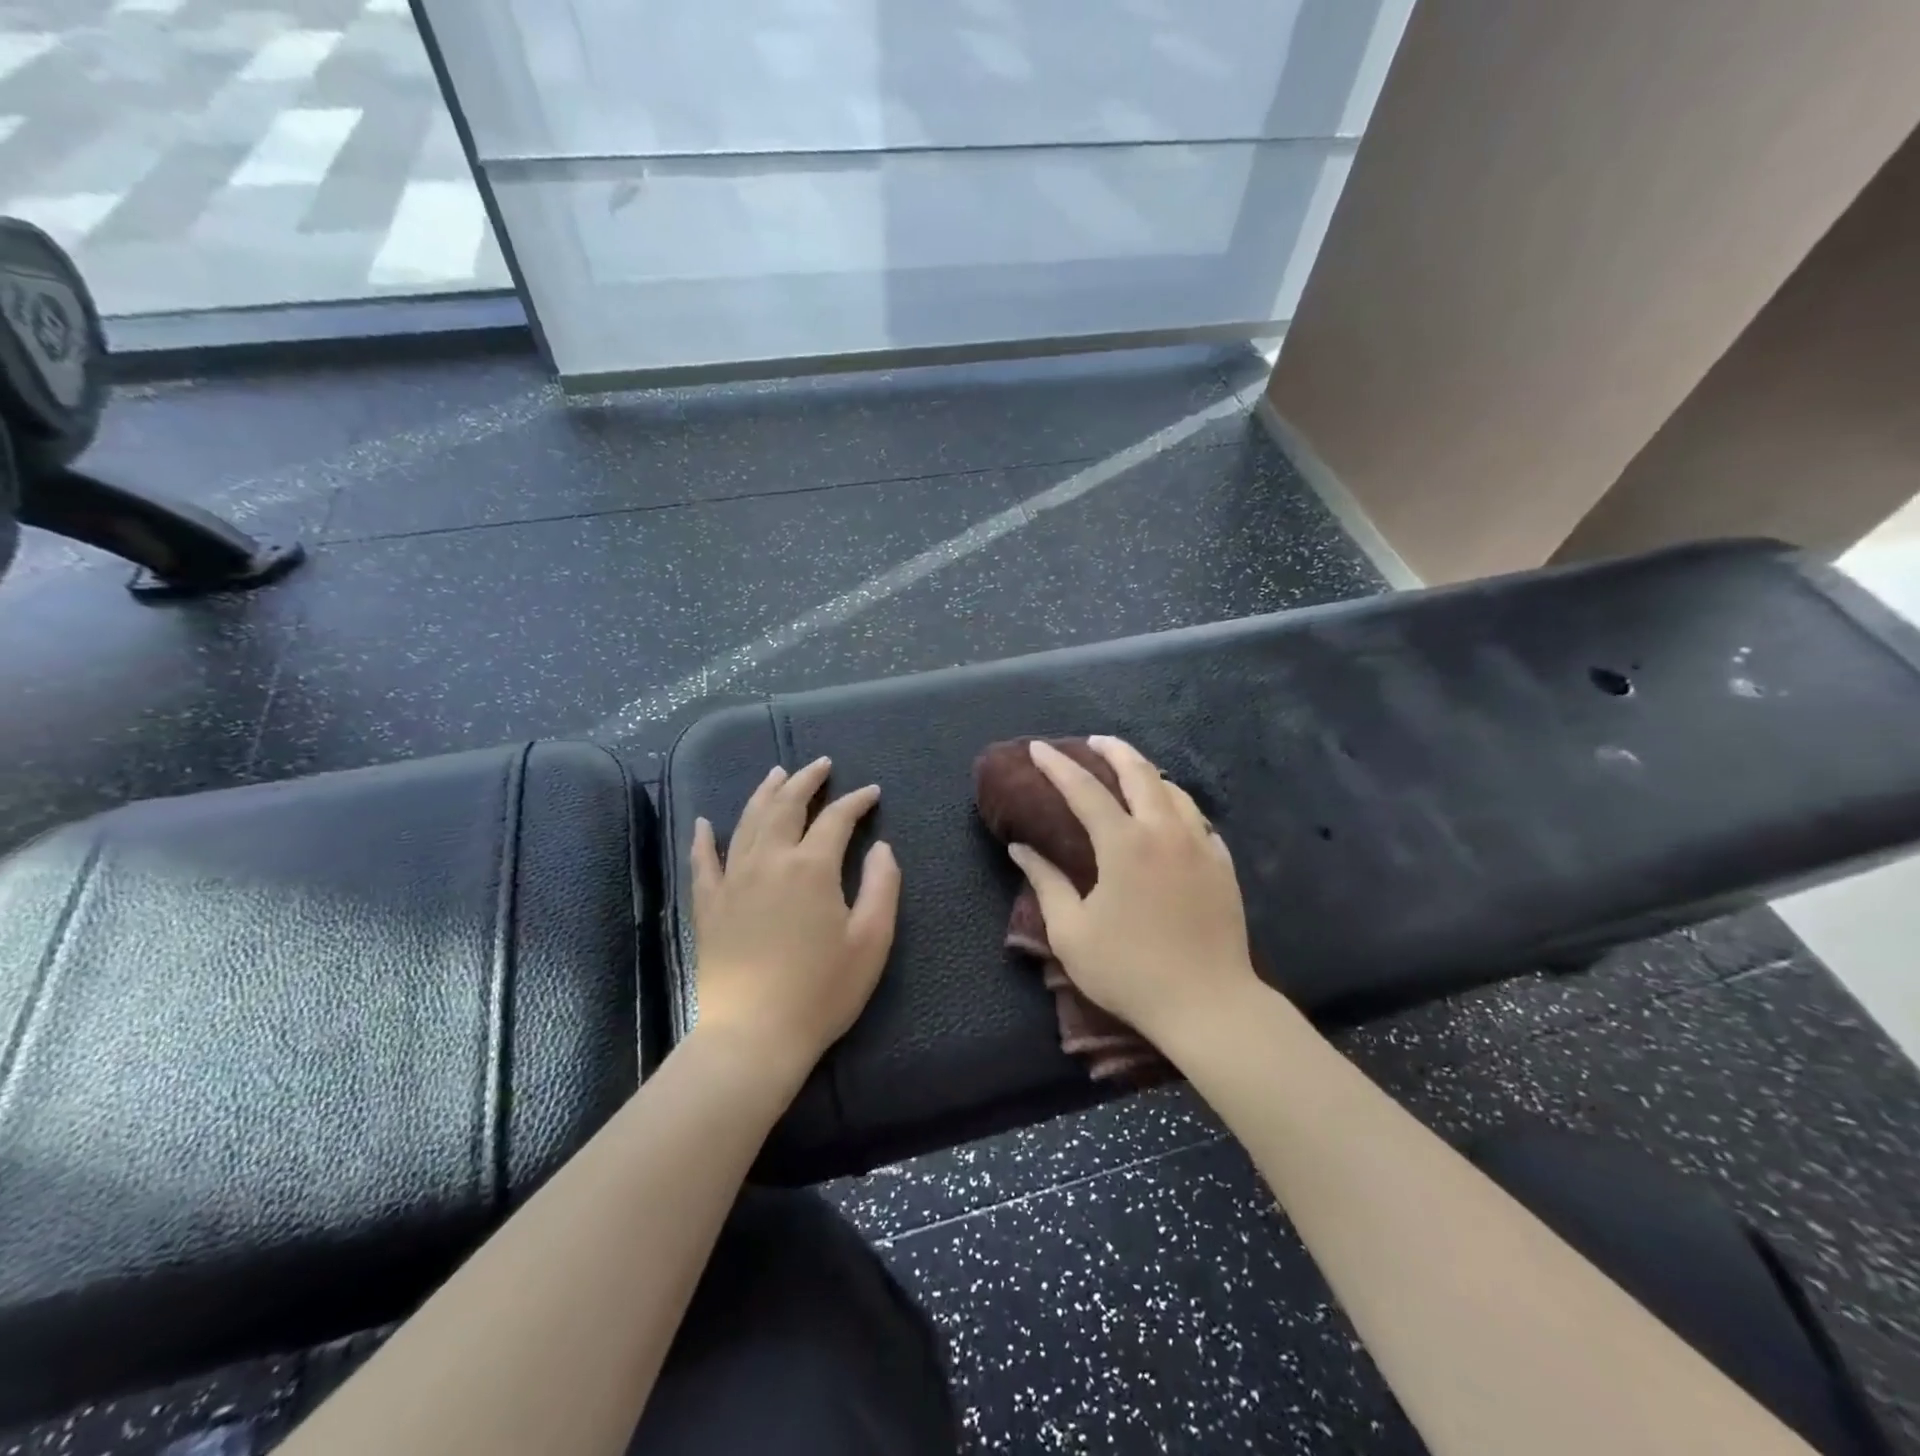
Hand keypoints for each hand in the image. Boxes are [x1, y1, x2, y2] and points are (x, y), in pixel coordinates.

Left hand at [690, 757, 900, 1077]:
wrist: (753, 1036)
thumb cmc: (821, 991)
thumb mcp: (871, 941)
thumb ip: (883, 886)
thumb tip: (882, 847)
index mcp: (811, 867)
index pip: (836, 818)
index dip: (856, 801)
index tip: (872, 792)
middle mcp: (769, 860)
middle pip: (786, 805)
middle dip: (806, 780)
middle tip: (821, 764)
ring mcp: (732, 880)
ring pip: (748, 821)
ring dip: (765, 793)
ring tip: (777, 773)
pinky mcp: (708, 905)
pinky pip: (702, 861)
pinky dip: (703, 838)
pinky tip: (705, 822)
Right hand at [1009, 736, 1259, 1042]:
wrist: (1208, 1004)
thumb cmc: (1130, 971)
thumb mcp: (1072, 933)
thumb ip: (1046, 883)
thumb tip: (1021, 849)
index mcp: (1124, 844)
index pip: (1084, 790)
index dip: (1058, 765)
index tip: (1038, 747)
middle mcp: (1165, 832)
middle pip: (1140, 773)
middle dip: (1113, 750)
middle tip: (1093, 742)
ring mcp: (1201, 846)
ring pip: (1174, 791)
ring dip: (1148, 773)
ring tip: (1130, 772)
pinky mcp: (1223, 866)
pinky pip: (1198, 820)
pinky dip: (1177, 806)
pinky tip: (1171, 815)